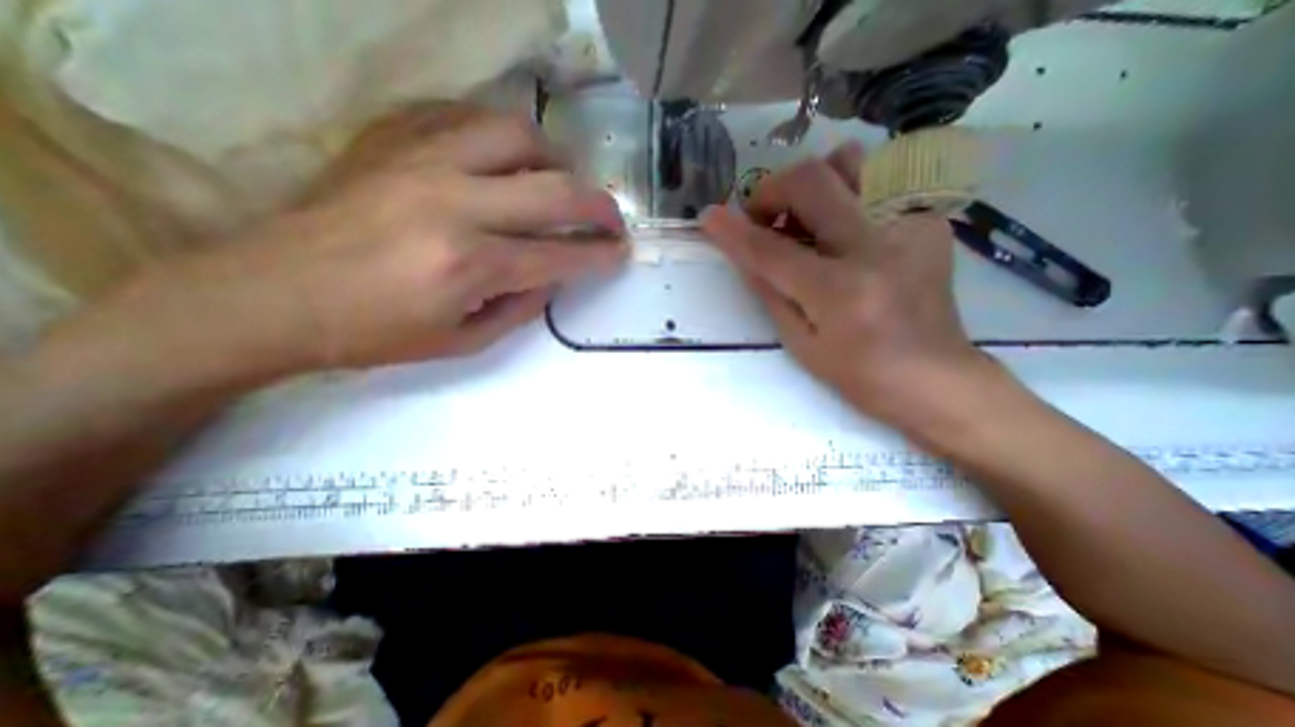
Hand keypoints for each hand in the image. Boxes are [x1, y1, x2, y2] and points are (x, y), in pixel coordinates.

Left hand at [102, 106, 625, 382]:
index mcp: (469, 265)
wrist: (272, 296)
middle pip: (553, 190)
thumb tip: (554, 274)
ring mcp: (421, 162)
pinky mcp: (393, 141)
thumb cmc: (374, 333)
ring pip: (516, 135)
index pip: (559, 255)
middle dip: (598, 205)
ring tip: (562, 181)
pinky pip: (465, 117)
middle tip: (612, 218)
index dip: (599, 255)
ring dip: (555, 159)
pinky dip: (503, 137)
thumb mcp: (463, 341)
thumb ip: (521, 306)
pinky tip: (509, 159)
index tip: (621, 252)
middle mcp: (454, 204)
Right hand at [704, 138, 988, 425]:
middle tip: (763, 216)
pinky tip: (845, 232)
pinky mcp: (929, 222)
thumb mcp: (799, 342)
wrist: (934, 376)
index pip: (771, 250)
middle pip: (812, 181)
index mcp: (839, 292)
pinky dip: (847, 197)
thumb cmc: (858, 372)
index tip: (709, 216)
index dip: (733, 230)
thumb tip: (742, 250)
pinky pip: (879, 183)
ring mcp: (910, 227)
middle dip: (772, 190)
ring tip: (804, 217)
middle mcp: (876, 247)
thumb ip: (768, 290)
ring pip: (850, 162)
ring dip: (813, 184)